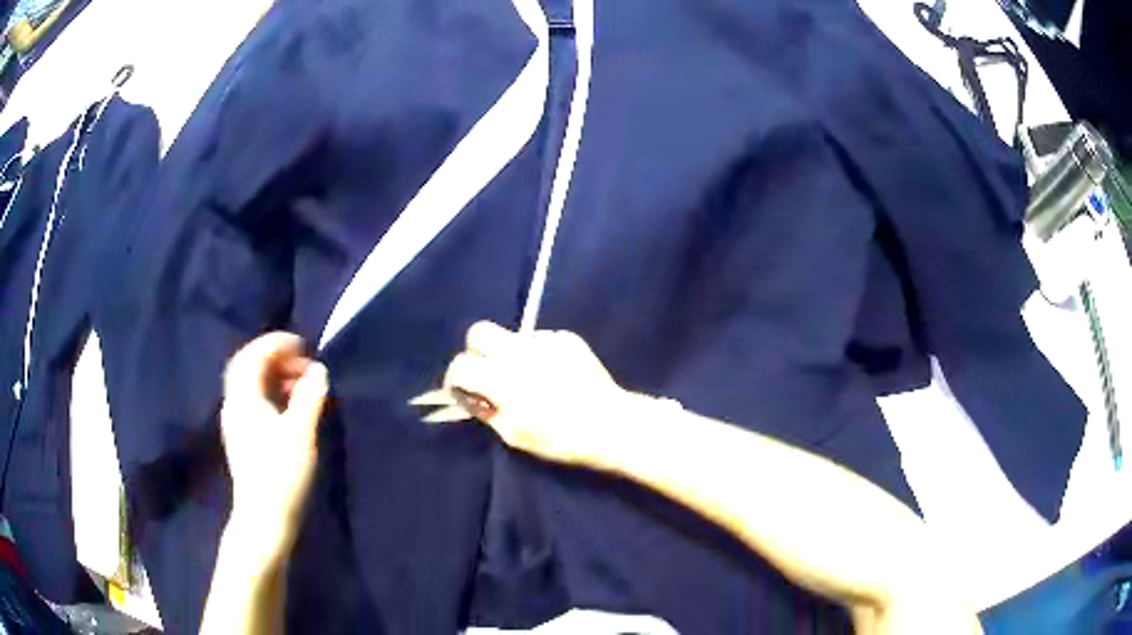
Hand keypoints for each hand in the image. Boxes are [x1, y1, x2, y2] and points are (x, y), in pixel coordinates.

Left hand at [220, 333, 327, 564]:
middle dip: (275, 358)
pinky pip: (252, 402)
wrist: (264, 518)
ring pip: (250, 386)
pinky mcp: (242, 439)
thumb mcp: (301, 432)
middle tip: (303, 365)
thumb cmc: (281, 473)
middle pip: (248, 367)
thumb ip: (309, 397)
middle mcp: (234, 405)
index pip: (253, 355)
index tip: (303, 345)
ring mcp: (236, 423)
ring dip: (273, 377)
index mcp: (244, 398)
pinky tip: (287, 409)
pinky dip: (270, 394)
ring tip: (300, 386)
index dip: (276, 343)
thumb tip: (319, 371)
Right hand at [442, 321, 632, 468]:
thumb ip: (487, 412)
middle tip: (487, 372)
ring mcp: (543, 340)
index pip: (460, 365)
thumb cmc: (558, 438)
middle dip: (476, 351)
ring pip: (513, 336)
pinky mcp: (566, 338)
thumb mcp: (514, 435)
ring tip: (530, 377)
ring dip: (511, 353)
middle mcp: (516, 350)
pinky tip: (555, 375)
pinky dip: (539, 354)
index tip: (463, 390)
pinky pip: (541, 340)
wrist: (608, 424)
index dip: (456, 378)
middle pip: (479, 332)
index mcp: (498, 376)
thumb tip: (475, 399)